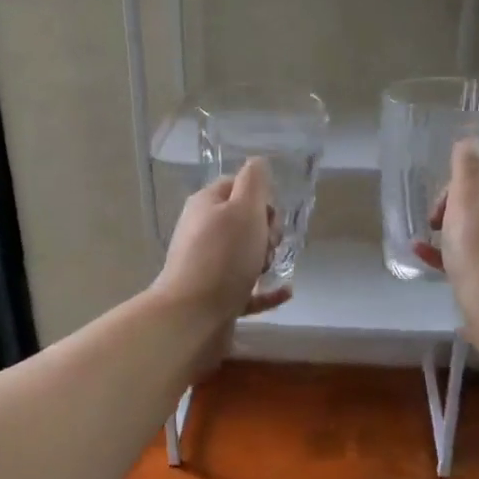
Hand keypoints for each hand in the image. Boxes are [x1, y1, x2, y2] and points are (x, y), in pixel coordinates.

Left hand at [152, 158, 292, 328]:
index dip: (260, 197)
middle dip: (265, 231)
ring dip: (265, 260)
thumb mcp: (245, 209)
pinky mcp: (216, 298)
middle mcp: (203, 233)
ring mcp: (208, 267)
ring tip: (268, 267)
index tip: (270, 215)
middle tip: (267, 244)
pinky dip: (267, 291)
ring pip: (245, 256)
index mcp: (206, 205)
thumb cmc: (223, 256)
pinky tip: (286, 291)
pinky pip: (248, 291)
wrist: (193, 315)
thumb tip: (258, 162)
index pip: (236, 186)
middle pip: (243, 223)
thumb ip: (255, 182)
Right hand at [412, 140, 478, 321]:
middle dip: (454, 202)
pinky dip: (451, 251)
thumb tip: (468, 141)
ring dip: (449, 227)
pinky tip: (423, 256)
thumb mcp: (469, 197)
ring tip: (427, 238)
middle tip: (435, 220)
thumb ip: (467, 163)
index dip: (464, 174)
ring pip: (478, 225)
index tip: (445, 196)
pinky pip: (475, 252)